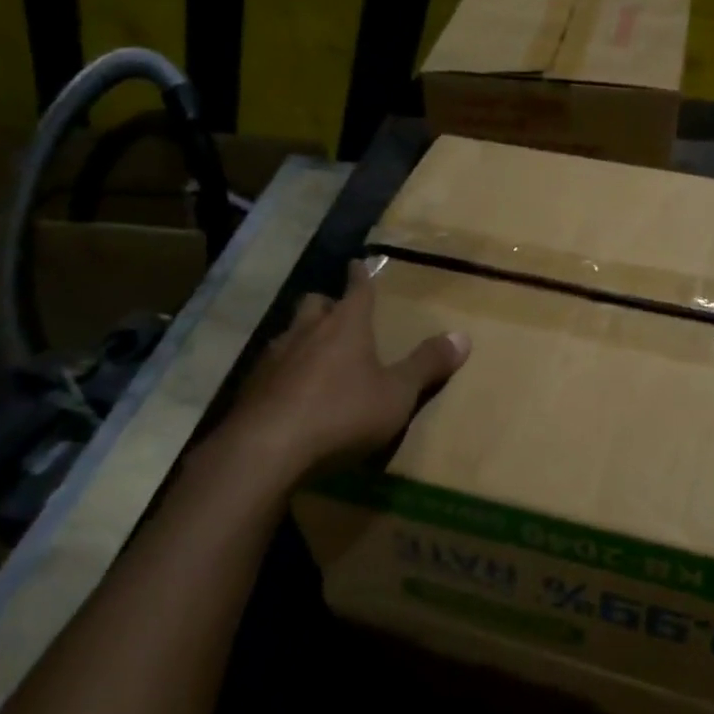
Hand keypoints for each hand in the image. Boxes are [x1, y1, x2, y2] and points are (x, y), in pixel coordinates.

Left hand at [227, 260, 469, 477]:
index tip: (358, 262)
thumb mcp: (396, 394)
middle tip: (337, 314)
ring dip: (303, 338)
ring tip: (314, 354)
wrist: (266, 450)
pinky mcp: (251, 386)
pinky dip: (283, 371)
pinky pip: (271, 367)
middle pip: (315, 304)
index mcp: (346, 326)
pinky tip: (290, 393)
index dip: (361, 276)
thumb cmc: (342, 414)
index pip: (357, 289)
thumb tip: (463, 336)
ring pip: (289, 333)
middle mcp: (306, 331)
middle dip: (327, 304)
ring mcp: (273, 357)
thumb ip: (427, 365)